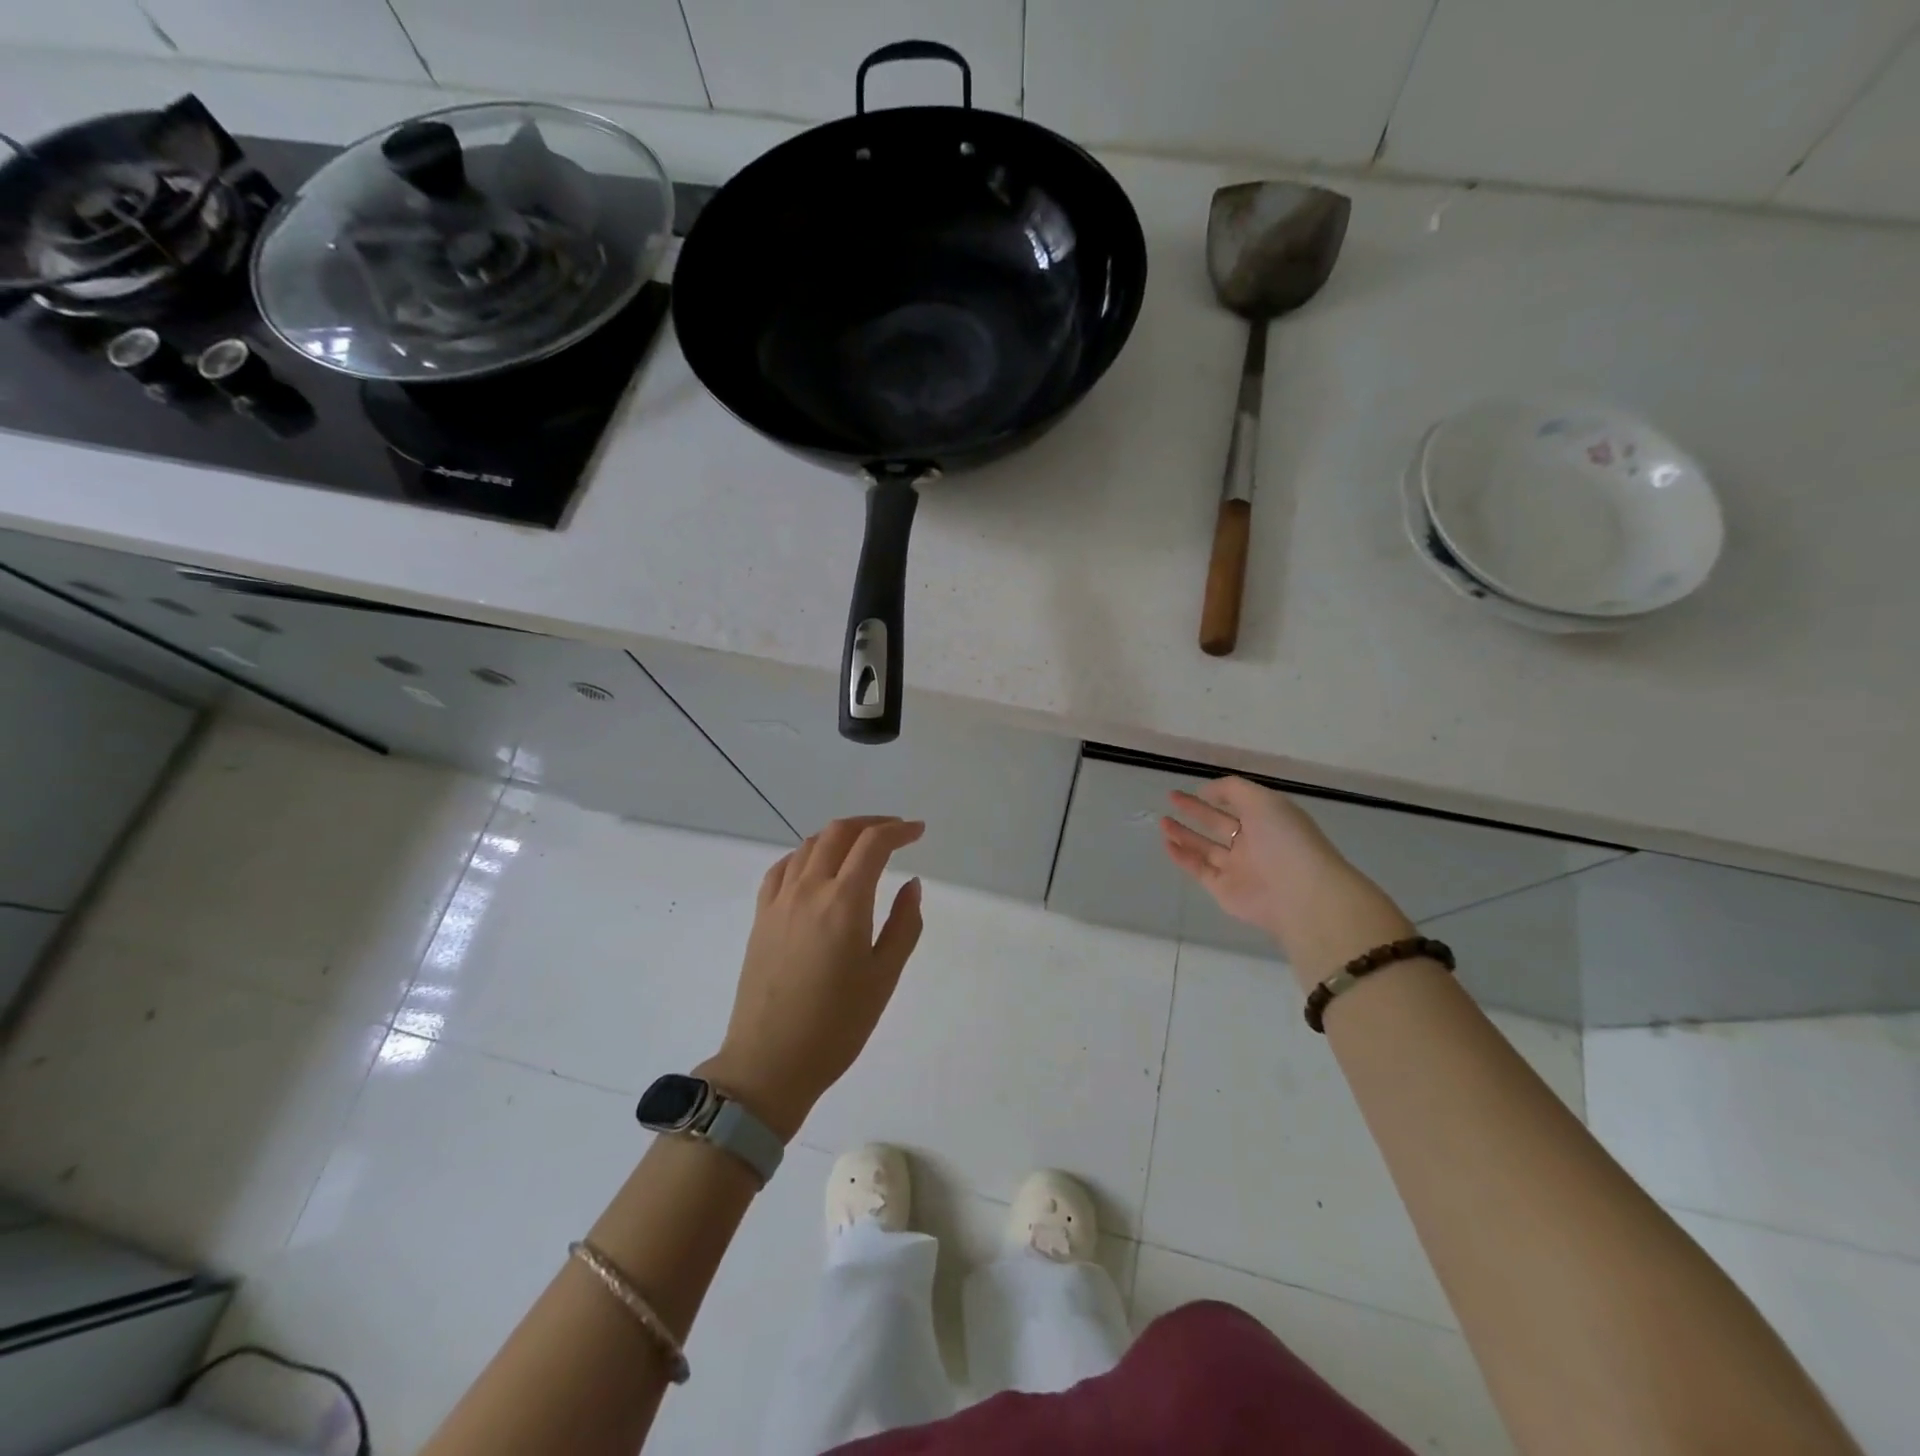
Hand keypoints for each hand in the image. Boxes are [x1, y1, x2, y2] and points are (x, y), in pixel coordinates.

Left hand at [700, 816, 925, 1140]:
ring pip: (809, 845)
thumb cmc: (837, 1026)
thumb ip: (903, 925)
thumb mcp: (884, 977)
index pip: (873, 845)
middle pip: (838, 833)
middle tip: (895, 832)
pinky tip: (816, 868)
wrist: (769, 1062)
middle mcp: (809, 890)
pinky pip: (782, 868)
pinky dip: (806, 855)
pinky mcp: (760, 917)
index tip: (918, 832)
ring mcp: (779, 901)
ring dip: (839, 835)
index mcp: (844, 903)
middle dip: (870, 824)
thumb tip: (911, 885)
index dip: (898, 830)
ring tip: (860, 847)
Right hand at [1160, 778, 1412, 983]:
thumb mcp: (1263, 800)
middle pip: (1218, 824)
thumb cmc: (1285, 840)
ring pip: (1206, 848)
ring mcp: (1238, 867)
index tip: (1192, 787)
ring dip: (1183, 834)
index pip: (1237, 803)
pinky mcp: (1224, 889)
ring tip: (1162, 821)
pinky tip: (1166, 844)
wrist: (1301, 894)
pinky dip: (1182, 857)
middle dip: (1195, 811)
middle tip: (1171, 798)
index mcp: (1268, 820)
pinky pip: (1199, 869)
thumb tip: (1205, 791)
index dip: (1215, 793)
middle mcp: (1253, 843)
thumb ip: (1232, 789)